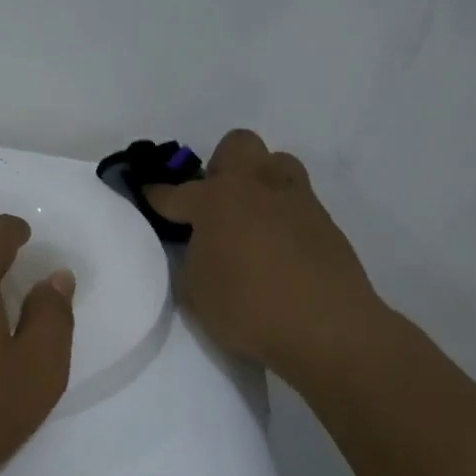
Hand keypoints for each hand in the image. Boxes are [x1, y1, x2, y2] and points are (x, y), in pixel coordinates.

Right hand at [146, 130, 383, 385]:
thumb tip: (199, 246)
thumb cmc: (249, 310)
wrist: (328, 329)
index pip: (175, 192)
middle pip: (237, 145)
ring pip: (276, 163)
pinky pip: (298, 199)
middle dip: (219, 166)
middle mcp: (256, 187)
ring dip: (258, 181)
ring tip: (251, 218)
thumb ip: (191, 259)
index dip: (157, 194)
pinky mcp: (325, 221)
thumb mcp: (196, 292)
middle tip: (214, 204)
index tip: (148, 194)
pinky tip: (279, 247)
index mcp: (216, 200)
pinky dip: (283, 213)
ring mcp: (296, 200)